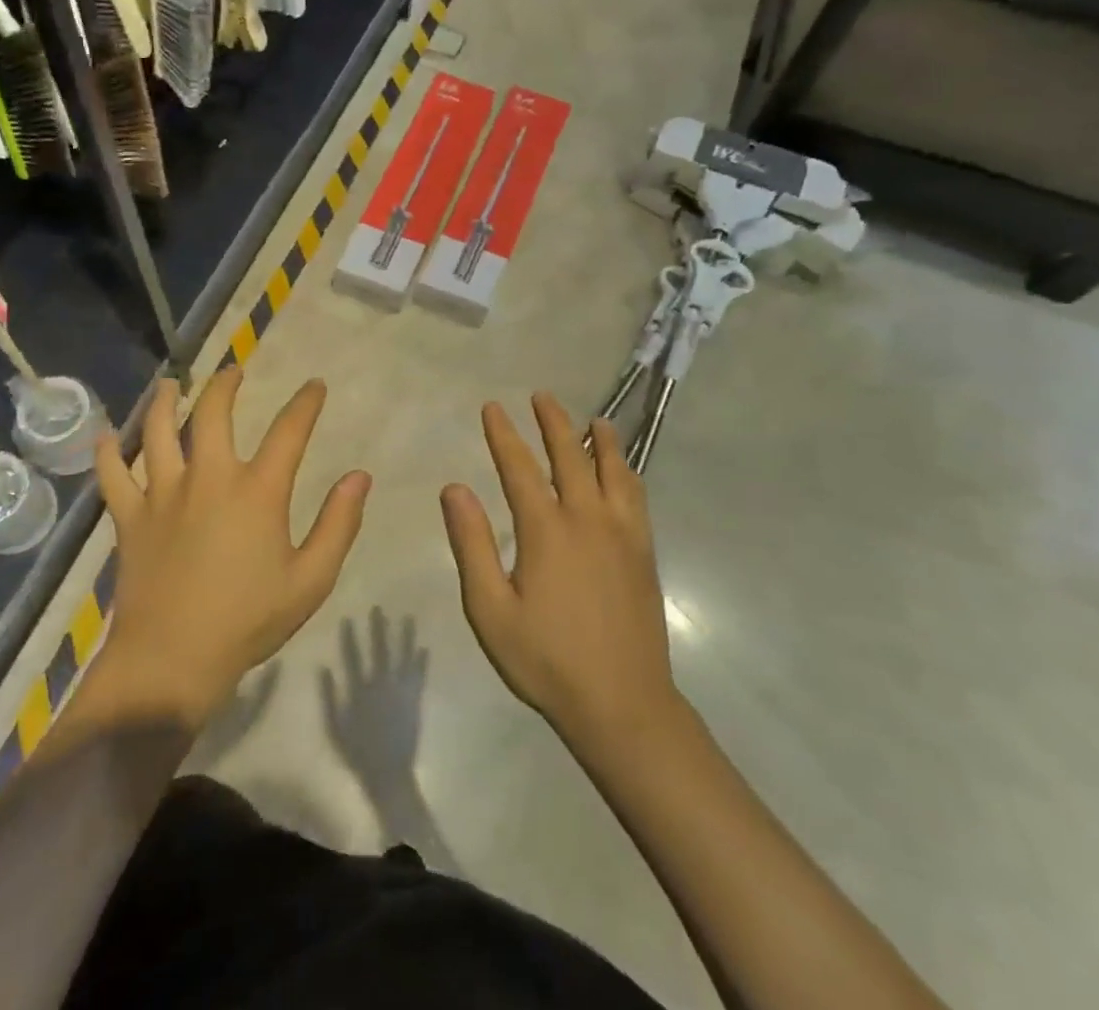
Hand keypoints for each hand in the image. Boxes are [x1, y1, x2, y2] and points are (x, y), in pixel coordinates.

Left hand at [92, 370, 368, 728]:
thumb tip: (359, 476)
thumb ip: (338, 524)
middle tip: (234, 371)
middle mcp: (209, 478)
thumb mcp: (311, 580)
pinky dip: (107, 453)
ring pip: (160, 432)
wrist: (171, 662)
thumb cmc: (248, 621)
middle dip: (226, 386)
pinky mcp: (130, 518)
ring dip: (166, 402)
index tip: (315, 385)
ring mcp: (163, 495)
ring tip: (171, 384)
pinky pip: (113, 476)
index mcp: (257, 491)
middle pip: (214, 414)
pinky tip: (105, 436)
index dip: (305, 403)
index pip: (289, 431)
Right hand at [320, 608, 427, 792]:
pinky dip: (421, 662)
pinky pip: (419, 676)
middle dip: (378, 628)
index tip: (348, 618)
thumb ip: (329, 697)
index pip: (353, 657)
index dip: (350, 637)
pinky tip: (424, 647)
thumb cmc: (357, 752)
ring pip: (402, 657)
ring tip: (408, 618)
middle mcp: (381, 685)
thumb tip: (323, 668)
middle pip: (379, 651)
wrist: (388, 773)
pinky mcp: (414, 701)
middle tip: (378, 608)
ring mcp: (400, 691)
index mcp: (360, 690)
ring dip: (405, 637)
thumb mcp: (335, 727)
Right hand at [441, 394, 678, 749]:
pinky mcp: (644, 551)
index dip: (504, 435)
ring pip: (612, 470)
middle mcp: (587, 519)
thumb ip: (471, 544)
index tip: (493, 407)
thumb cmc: (547, 660)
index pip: (520, 468)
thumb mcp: (491, 609)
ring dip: (600, 439)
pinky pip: (637, 496)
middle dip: (553, 422)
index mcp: (546, 530)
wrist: (623, 703)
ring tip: (593, 419)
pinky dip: (627, 471)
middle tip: (541, 396)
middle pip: (570, 456)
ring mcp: (622, 533)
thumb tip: (454, 488)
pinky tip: (624, 469)